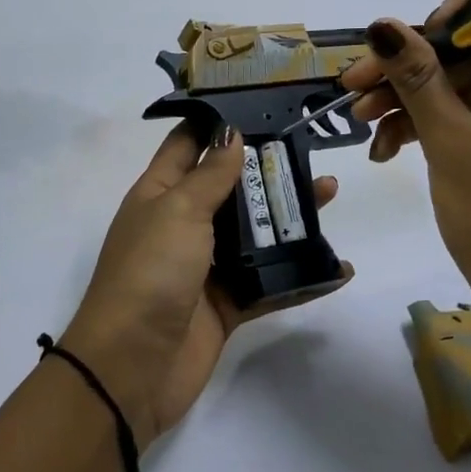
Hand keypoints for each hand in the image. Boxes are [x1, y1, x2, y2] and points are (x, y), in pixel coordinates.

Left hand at [61, 123, 350, 450]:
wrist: (131, 368)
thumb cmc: (150, 273)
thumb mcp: (178, 211)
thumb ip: (210, 174)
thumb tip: (231, 133)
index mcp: (161, 194)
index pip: (188, 144)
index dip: (218, 123)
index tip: (258, 103)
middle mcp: (184, 224)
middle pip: (231, 186)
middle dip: (268, 167)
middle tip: (310, 147)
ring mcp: (207, 265)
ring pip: (256, 231)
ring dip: (291, 214)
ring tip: (330, 192)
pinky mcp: (228, 303)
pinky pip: (270, 282)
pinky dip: (302, 274)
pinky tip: (338, 267)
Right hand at [340, 0, 470, 331]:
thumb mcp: (450, 140)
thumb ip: (416, 78)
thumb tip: (383, 24)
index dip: (454, 15)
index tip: (408, 38)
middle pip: (461, 52)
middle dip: (406, 65)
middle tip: (352, 83)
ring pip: (450, 87)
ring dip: (403, 98)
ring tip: (360, 121)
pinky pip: (452, 118)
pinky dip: (418, 127)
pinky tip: (384, 149)